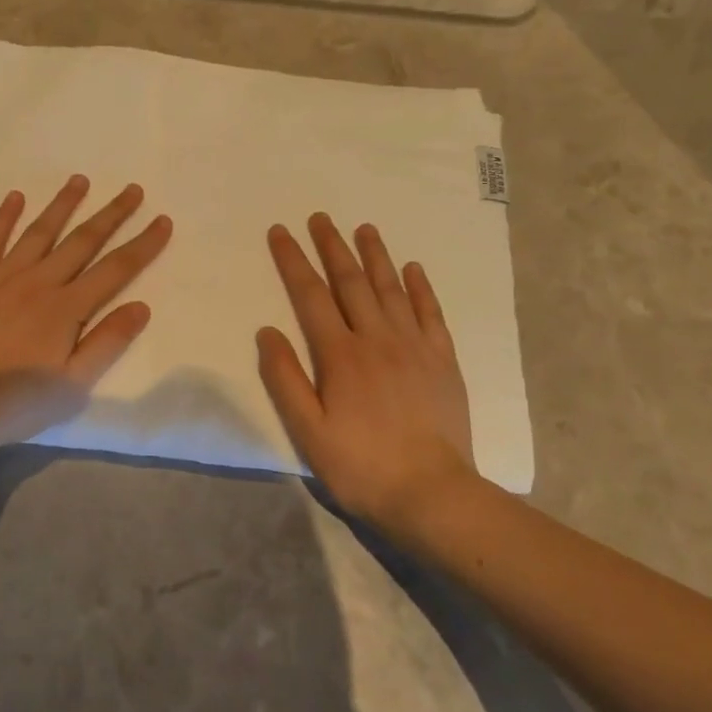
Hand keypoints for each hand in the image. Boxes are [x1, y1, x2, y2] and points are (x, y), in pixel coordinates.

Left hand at [0, 175, 172, 449]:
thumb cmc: (18, 401)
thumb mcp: (75, 384)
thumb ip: (108, 342)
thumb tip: (142, 305)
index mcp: (67, 307)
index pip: (116, 268)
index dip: (143, 244)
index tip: (162, 220)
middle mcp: (40, 281)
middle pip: (83, 240)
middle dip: (111, 213)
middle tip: (132, 189)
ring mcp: (3, 276)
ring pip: (40, 231)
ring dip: (63, 204)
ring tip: (80, 180)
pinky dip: (4, 216)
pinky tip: (15, 197)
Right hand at [257, 214, 478, 525]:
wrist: (432, 494)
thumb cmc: (361, 465)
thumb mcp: (307, 431)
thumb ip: (285, 378)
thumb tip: (267, 331)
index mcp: (341, 354)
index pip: (310, 295)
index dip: (293, 261)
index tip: (281, 232)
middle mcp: (378, 339)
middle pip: (351, 282)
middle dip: (332, 246)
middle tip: (320, 217)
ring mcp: (415, 347)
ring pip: (391, 289)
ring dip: (375, 255)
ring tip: (363, 228)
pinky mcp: (443, 361)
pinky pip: (431, 313)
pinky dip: (420, 288)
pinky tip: (412, 268)